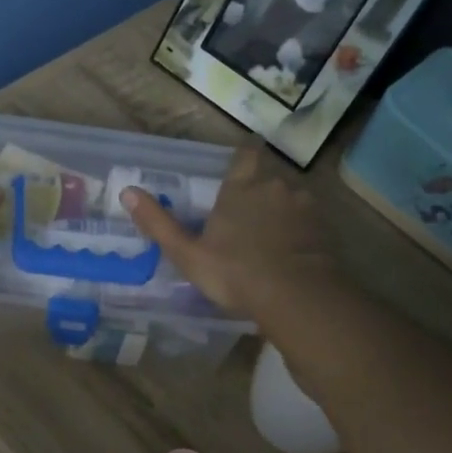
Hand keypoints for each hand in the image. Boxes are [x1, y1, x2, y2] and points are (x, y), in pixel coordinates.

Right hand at [122, 145, 344, 320]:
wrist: (297, 297)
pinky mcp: (325, 229)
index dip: (244, 157)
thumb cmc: (235, 272)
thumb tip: (126, 191)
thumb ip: (158, 222)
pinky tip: (292, 253)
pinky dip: (301, 232)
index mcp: (241, 187)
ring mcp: (304, 206)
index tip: (242, 164)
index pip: (246, 155)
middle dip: (259, 191)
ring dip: (282, 211)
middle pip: (268, 178)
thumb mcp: (188, 253)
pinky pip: (309, 222)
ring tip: (271, 237)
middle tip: (247, 215)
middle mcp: (274, 187)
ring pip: (291, 199)